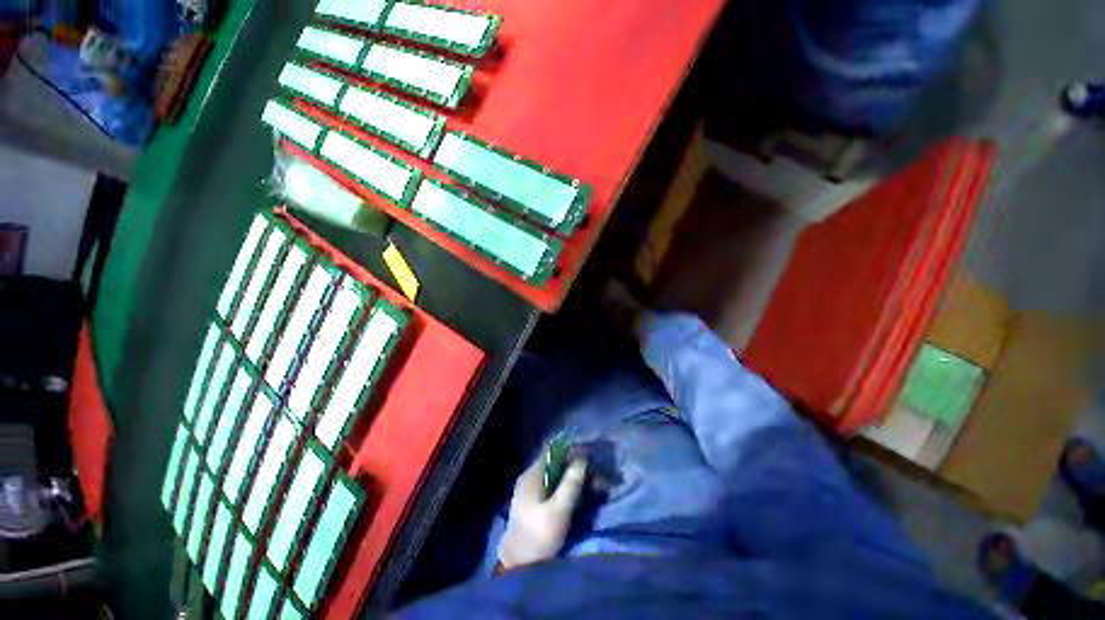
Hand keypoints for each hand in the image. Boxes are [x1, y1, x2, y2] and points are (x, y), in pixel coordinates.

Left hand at [497, 450, 587, 569]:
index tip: (590, 455)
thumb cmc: (538, 537)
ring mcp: (532, 491)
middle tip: (597, 476)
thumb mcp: (558, 511)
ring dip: (575, 479)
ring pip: (557, 476)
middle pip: (556, 464)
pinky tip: (581, 496)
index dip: (571, 451)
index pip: (553, 451)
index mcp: (532, 475)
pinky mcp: (535, 504)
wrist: (517, 567)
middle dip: (577, 467)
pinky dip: (569, 489)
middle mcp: (530, 478)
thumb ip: (570, 485)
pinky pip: (555, 488)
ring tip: (595, 487)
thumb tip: (582, 459)